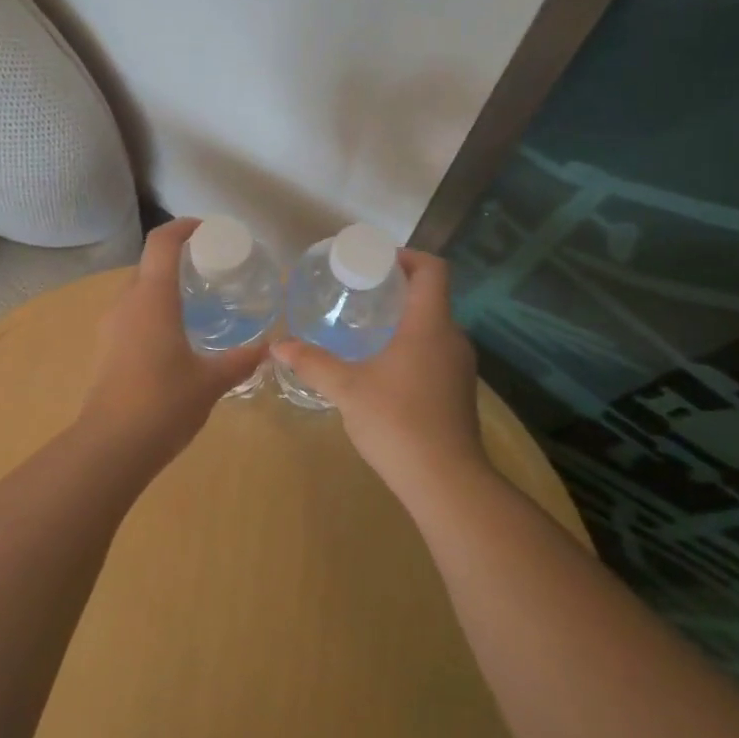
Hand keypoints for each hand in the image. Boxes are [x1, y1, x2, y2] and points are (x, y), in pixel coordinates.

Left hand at [79, 219, 268, 459]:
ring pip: (137, 292)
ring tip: (196, 302)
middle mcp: (126, 304)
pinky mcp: (106, 350)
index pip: (162, 243)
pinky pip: (131, 316)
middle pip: (148, 265)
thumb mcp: (211, 381)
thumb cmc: (164, 403)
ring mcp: (110, 328)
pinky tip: (175, 336)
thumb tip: (268, 348)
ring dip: (163, 287)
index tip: (208, 229)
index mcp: (151, 299)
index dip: (183, 227)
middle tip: (210, 269)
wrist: (112, 445)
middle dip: (177, 259)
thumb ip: (240, 360)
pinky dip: (153, 311)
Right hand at [272, 251, 489, 498]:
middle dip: (396, 288)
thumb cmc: (397, 422)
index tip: (374, 262)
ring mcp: (460, 367)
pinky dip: (410, 346)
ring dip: (403, 320)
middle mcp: (452, 338)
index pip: (432, 269)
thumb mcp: (346, 389)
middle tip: (357, 293)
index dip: (406, 256)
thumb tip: (278, 345)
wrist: (446, 481)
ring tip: (363, 327)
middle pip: (431, 296)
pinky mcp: (457, 391)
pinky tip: (380, 367)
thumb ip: (312, 363)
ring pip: (432, 327)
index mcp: (430, 325)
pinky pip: (434, 352)